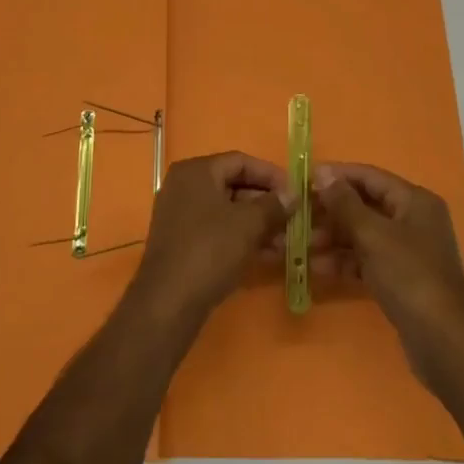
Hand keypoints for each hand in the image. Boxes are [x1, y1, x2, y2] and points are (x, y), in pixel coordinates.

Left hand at [131, 152, 291, 321]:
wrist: (169, 301)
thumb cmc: (210, 250)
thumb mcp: (248, 224)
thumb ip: (273, 205)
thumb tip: (292, 194)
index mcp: (196, 171)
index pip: (240, 161)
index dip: (271, 175)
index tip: (295, 192)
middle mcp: (184, 186)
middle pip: (233, 185)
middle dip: (266, 203)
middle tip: (294, 219)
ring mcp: (180, 214)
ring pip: (227, 211)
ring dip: (258, 224)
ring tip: (287, 241)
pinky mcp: (182, 242)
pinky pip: (217, 230)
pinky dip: (241, 238)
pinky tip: (267, 254)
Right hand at [313, 161, 463, 379]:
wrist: (443, 341)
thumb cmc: (409, 276)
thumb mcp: (373, 235)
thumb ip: (345, 203)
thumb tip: (322, 173)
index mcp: (414, 201)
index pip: (369, 176)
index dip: (337, 176)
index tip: (304, 181)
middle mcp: (413, 220)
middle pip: (364, 205)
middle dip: (331, 212)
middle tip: (298, 218)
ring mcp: (407, 251)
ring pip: (363, 234)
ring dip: (333, 239)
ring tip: (303, 247)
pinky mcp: (400, 278)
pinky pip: (367, 260)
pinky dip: (345, 261)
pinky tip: (319, 269)